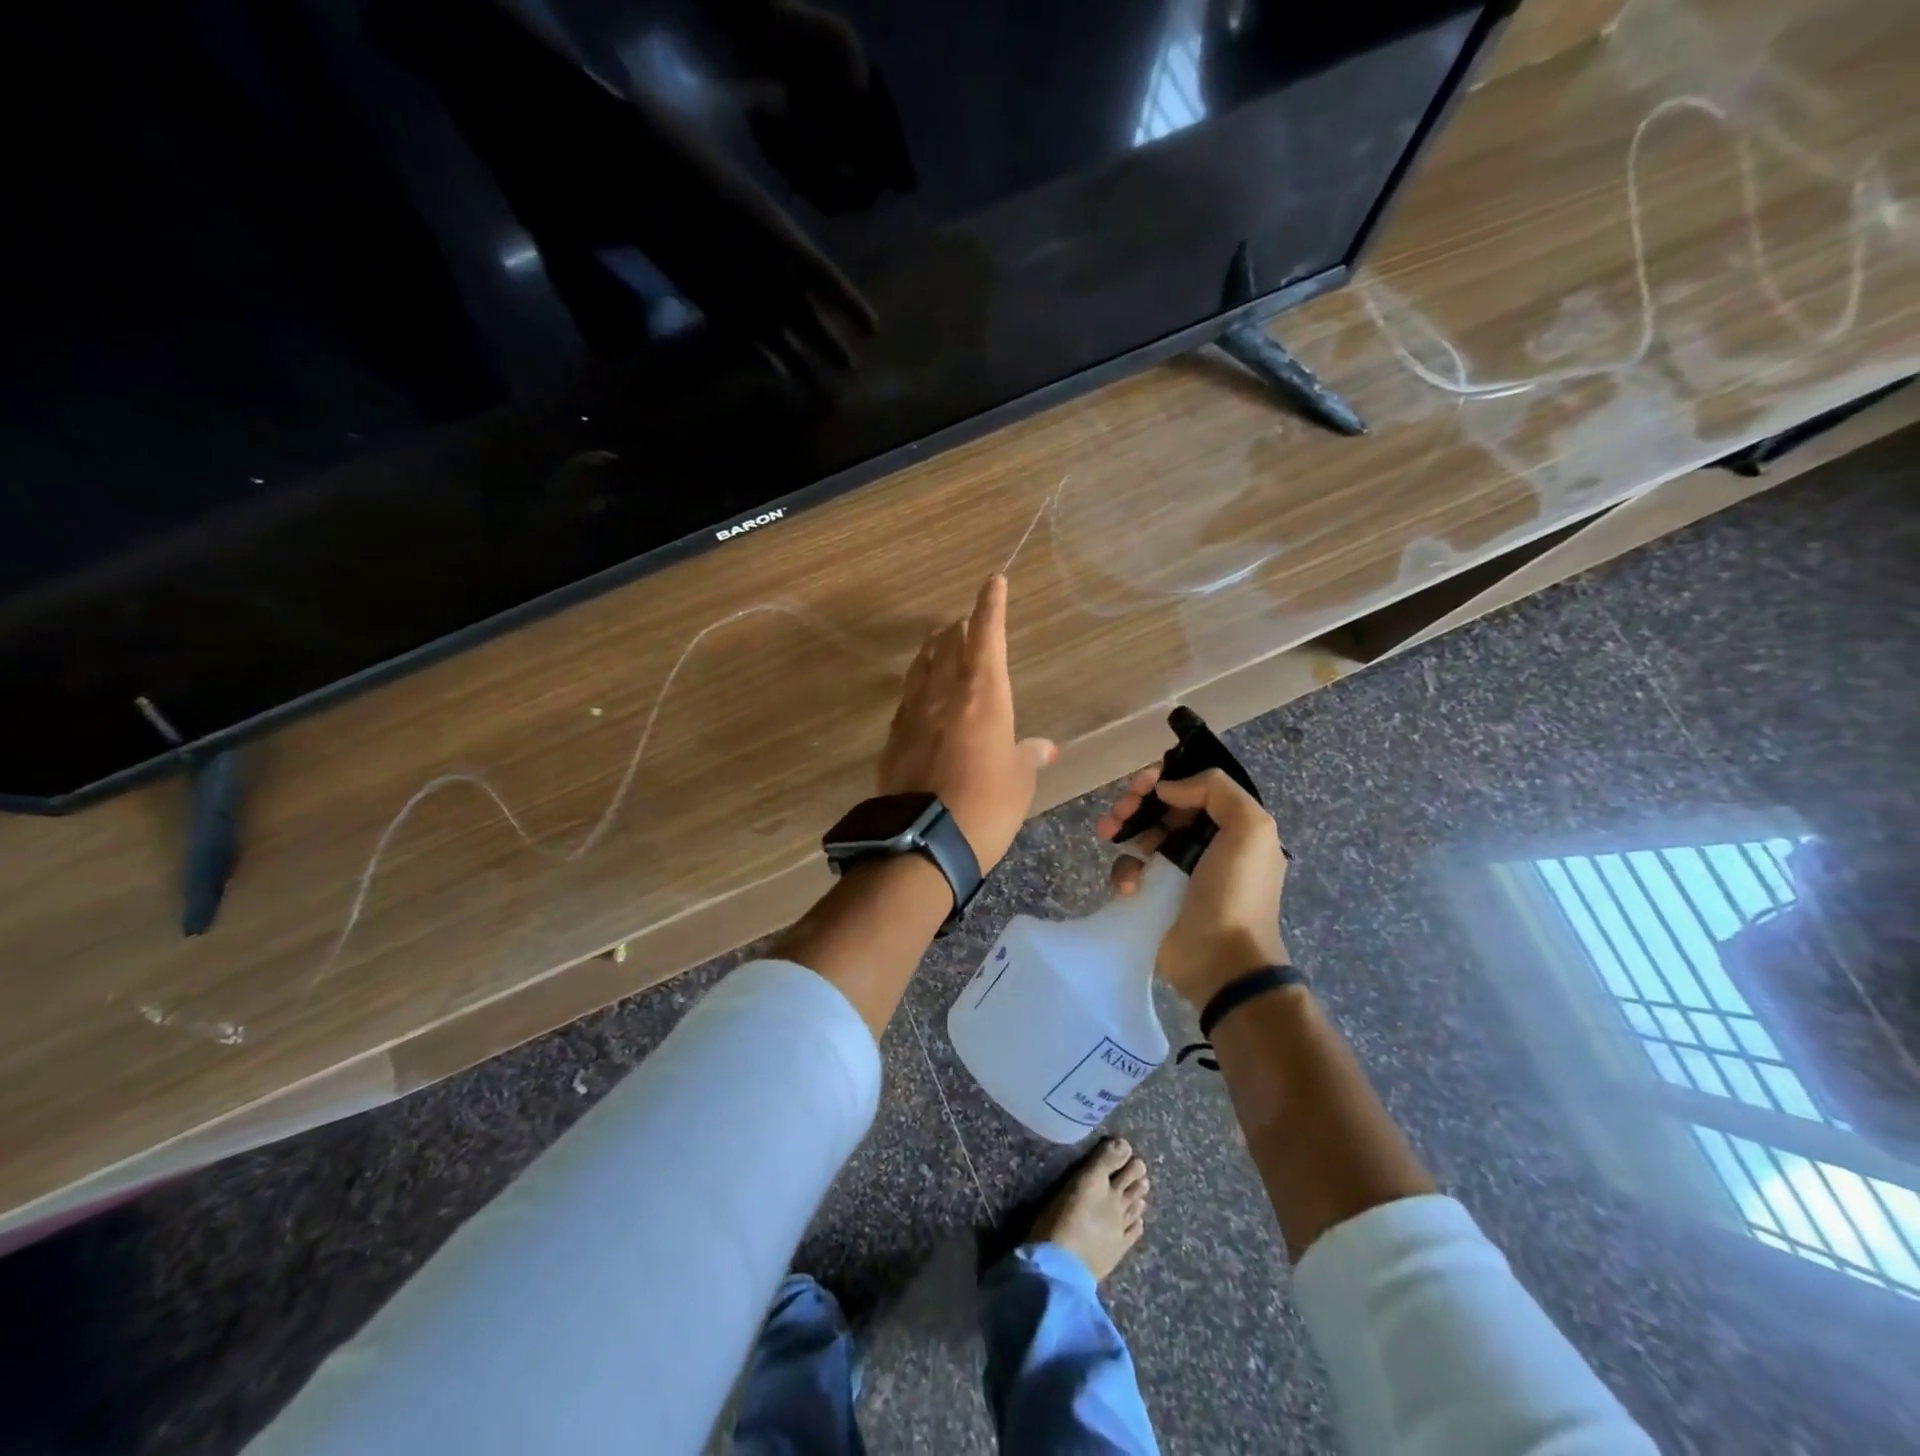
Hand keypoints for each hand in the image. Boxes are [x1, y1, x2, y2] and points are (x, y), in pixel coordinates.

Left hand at [878, 576, 1055, 870]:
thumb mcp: (1018, 782)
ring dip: (933, 650)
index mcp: (984, 698)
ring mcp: (913, 716)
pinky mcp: (893, 739)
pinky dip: (917, 687)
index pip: (986, 638)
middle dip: (961, 628)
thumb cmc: (987, 808)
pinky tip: (920, 695)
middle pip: (949, 646)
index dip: (990, 607)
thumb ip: (1028, 756)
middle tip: (966, 620)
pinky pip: (907, 700)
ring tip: (939, 642)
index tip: (993, 581)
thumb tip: (1044, 747)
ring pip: (922, 668)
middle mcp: (945, 696)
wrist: (924, 843)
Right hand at [1097, 766, 1288, 1005]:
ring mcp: (1174, 871)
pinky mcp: (1151, 896)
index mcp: (1230, 827)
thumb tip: (1169, 788)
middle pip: (1161, 808)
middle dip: (1136, 802)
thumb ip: (1216, 790)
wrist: (1221, 960)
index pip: (1192, 789)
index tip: (1143, 784)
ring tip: (1107, 832)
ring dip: (1121, 828)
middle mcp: (1203, 845)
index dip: (1165, 780)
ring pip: (1139, 834)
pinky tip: (1128, 883)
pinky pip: (1129, 870)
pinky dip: (1124, 870)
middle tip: (1120, 809)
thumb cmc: (1236, 892)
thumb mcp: (1251, 829)